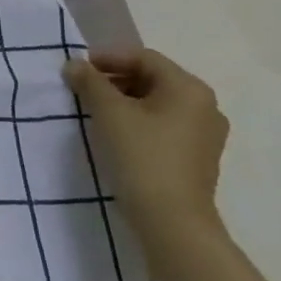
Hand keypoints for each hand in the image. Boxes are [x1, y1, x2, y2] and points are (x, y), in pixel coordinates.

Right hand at [63, 49, 228, 252]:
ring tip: (96, 111)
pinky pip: (165, 125)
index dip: (108, 58)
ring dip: (125, 100)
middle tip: (83, 89)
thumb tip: (74, 65)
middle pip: (153, 78)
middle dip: (115, 79)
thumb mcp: (108, 112)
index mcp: (189, 89)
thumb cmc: (141, 156)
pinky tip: (117, 134)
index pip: (144, 58)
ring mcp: (206, 134)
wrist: (172, 222)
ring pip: (158, 103)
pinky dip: (139, 121)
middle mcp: (205, 106)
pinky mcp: (198, 157)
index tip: (79, 69)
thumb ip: (89, 82)